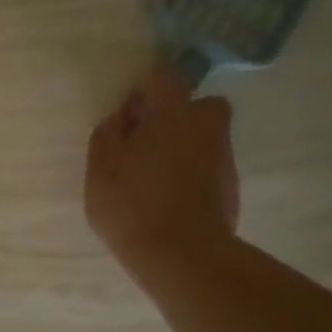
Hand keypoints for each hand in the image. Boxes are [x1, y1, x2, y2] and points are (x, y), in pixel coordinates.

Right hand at [84, 64, 239, 281]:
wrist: (181, 255)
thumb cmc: (132, 203)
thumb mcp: (100, 166)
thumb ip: (109, 132)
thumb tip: (124, 116)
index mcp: (174, 113)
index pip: (167, 76)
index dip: (147, 90)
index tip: (130, 115)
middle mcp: (207, 126)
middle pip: (198, 105)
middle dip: (177, 116)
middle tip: (147, 143)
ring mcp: (224, 158)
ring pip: (205, 138)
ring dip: (185, 146)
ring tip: (155, 178)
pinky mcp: (231, 188)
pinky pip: (208, 167)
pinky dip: (193, 174)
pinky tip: (170, 200)